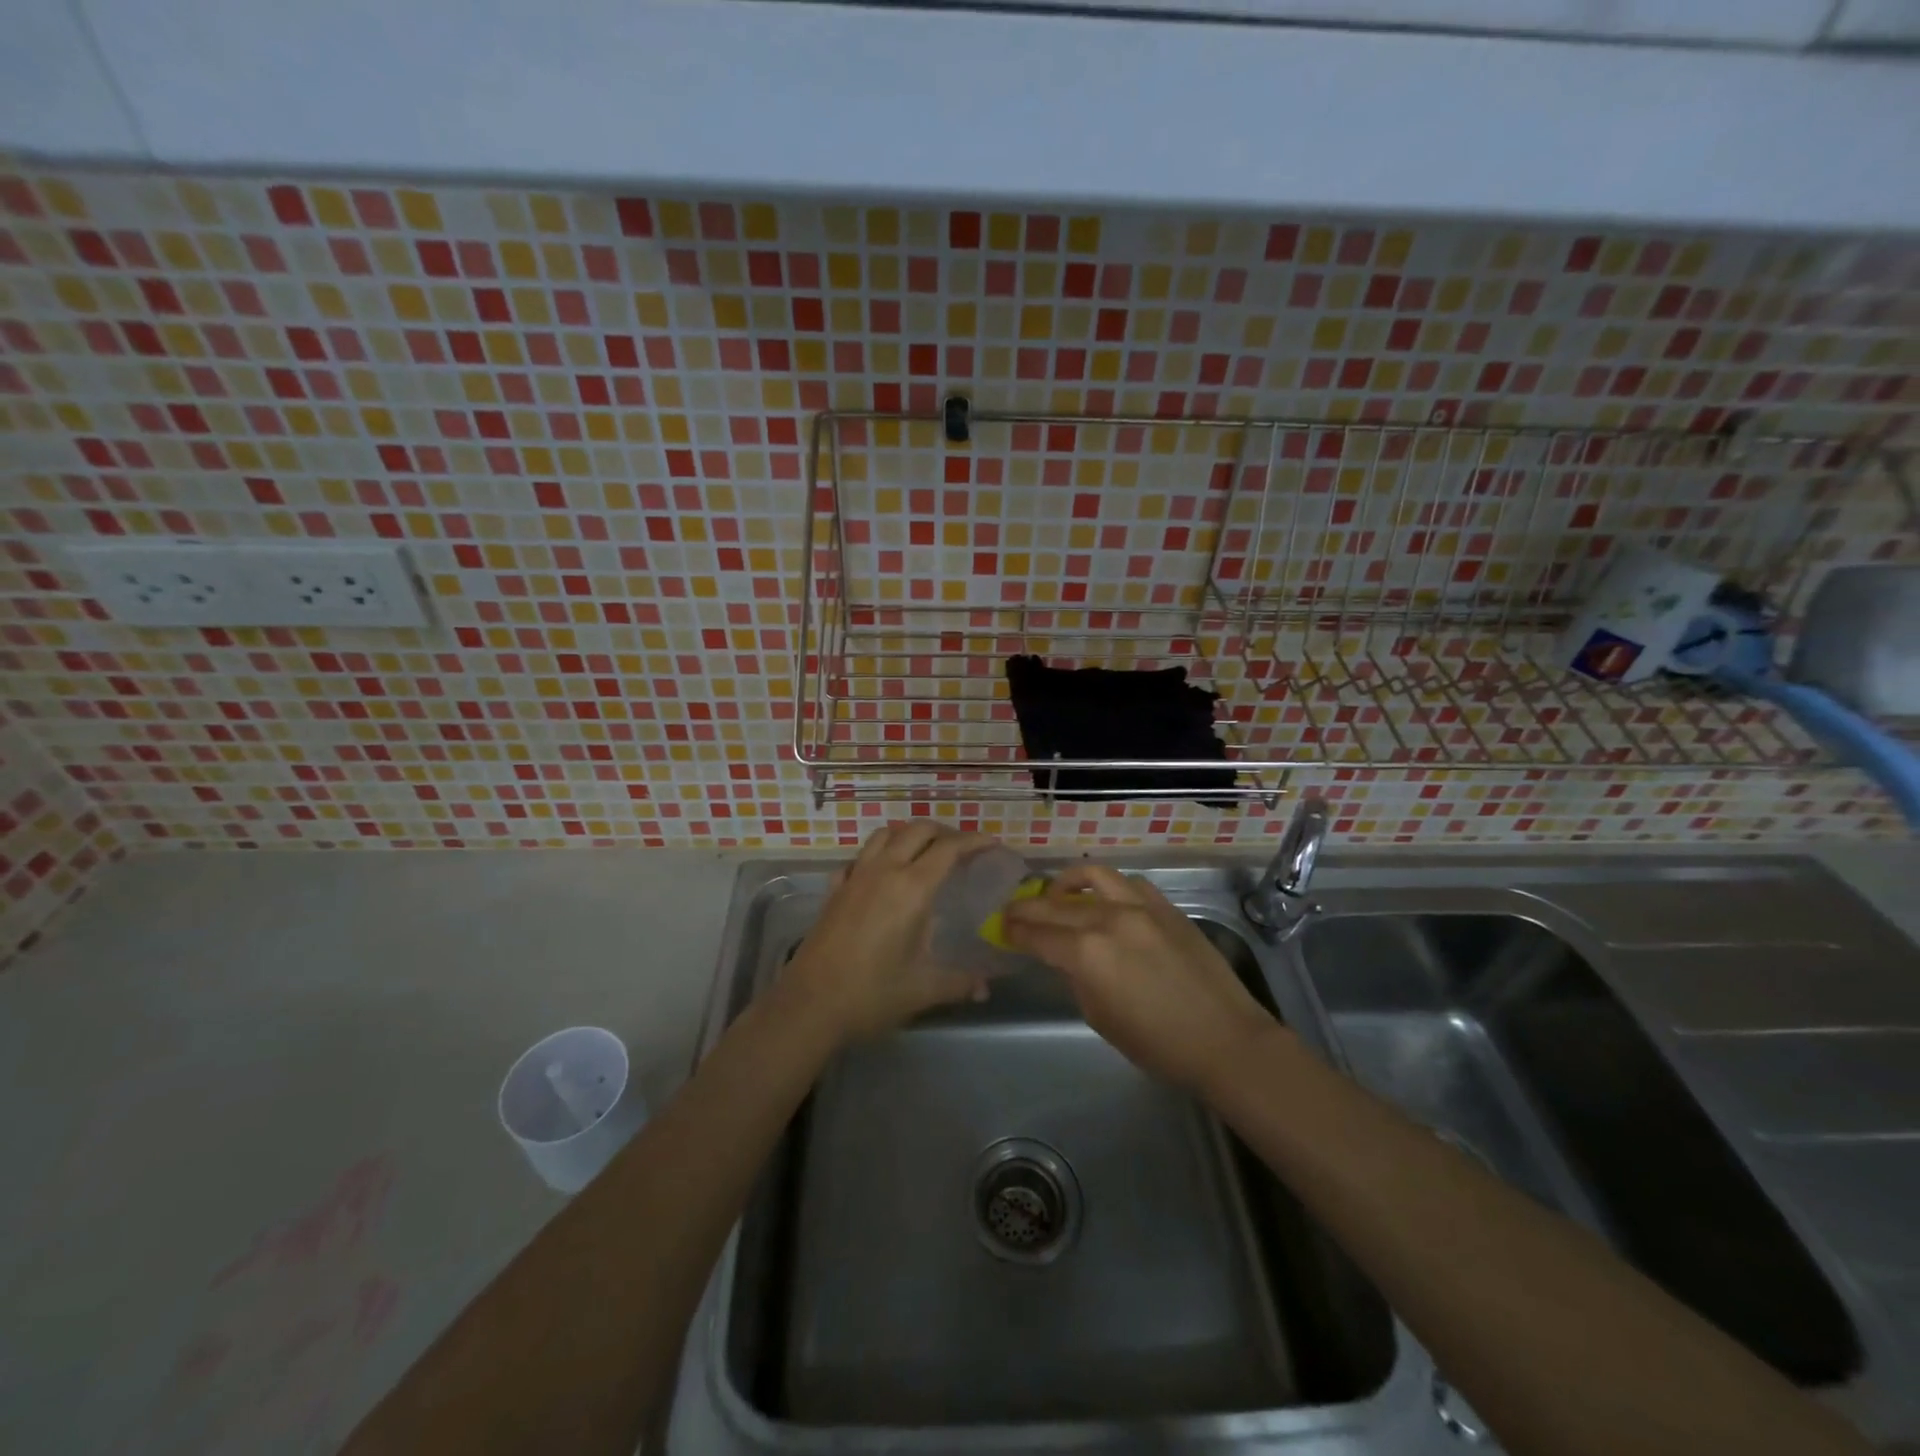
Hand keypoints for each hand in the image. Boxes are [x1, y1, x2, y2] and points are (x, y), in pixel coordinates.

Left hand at [784, 821, 993, 1043]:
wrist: (810, 1004)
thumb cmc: (872, 994)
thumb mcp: (923, 989)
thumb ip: (959, 983)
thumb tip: (986, 988)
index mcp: (912, 888)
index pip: (949, 849)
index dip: (973, 840)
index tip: (992, 843)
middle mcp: (884, 871)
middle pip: (916, 830)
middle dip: (943, 832)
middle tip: (961, 849)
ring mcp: (855, 877)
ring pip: (884, 835)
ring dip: (908, 835)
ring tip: (923, 853)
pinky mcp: (834, 889)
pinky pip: (858, 858)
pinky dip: (876, 855)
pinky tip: (880, 875)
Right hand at [1002, 865, 1275, 1092]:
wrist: (1225, 1039)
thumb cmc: (1157, 1044)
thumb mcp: (1100, 1017)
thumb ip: (1076, 978)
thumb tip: (1066, 957)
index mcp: (1087, 953)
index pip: (1038, 934)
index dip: (1015, 931)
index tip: (1002, 927)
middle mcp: (1109, 919)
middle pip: (1056, 904)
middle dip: (1029, 907)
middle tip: (1013, 910)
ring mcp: (1141, 906)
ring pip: (1093, 876)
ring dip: (1067, 882)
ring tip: (1057, 893)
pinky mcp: (1166, 906)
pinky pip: (1129, 883)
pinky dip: (1109, 887)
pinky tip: (1105, 899)